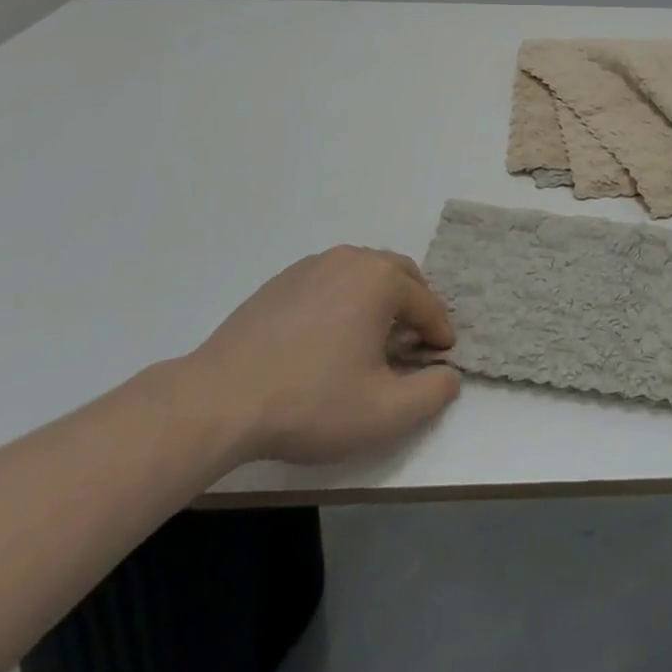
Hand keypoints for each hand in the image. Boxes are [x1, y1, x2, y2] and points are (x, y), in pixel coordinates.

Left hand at [182, 246, 460, 466]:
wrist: (222, 399)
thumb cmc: (311, 402)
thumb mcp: (384, 413)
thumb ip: (432, 393)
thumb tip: (449, 375)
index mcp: (381, 280)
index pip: (426, 303)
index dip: (439, 332)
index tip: (442, 357)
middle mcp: (351, 259)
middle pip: (399, 274)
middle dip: (414, 304)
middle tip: (414, 341)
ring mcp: (313, 265)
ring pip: (363, 273)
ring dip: (379, 299)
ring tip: (373, 338)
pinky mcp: (282, 280)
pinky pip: (330, 281)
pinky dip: (344, 300)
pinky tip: (329, 337)